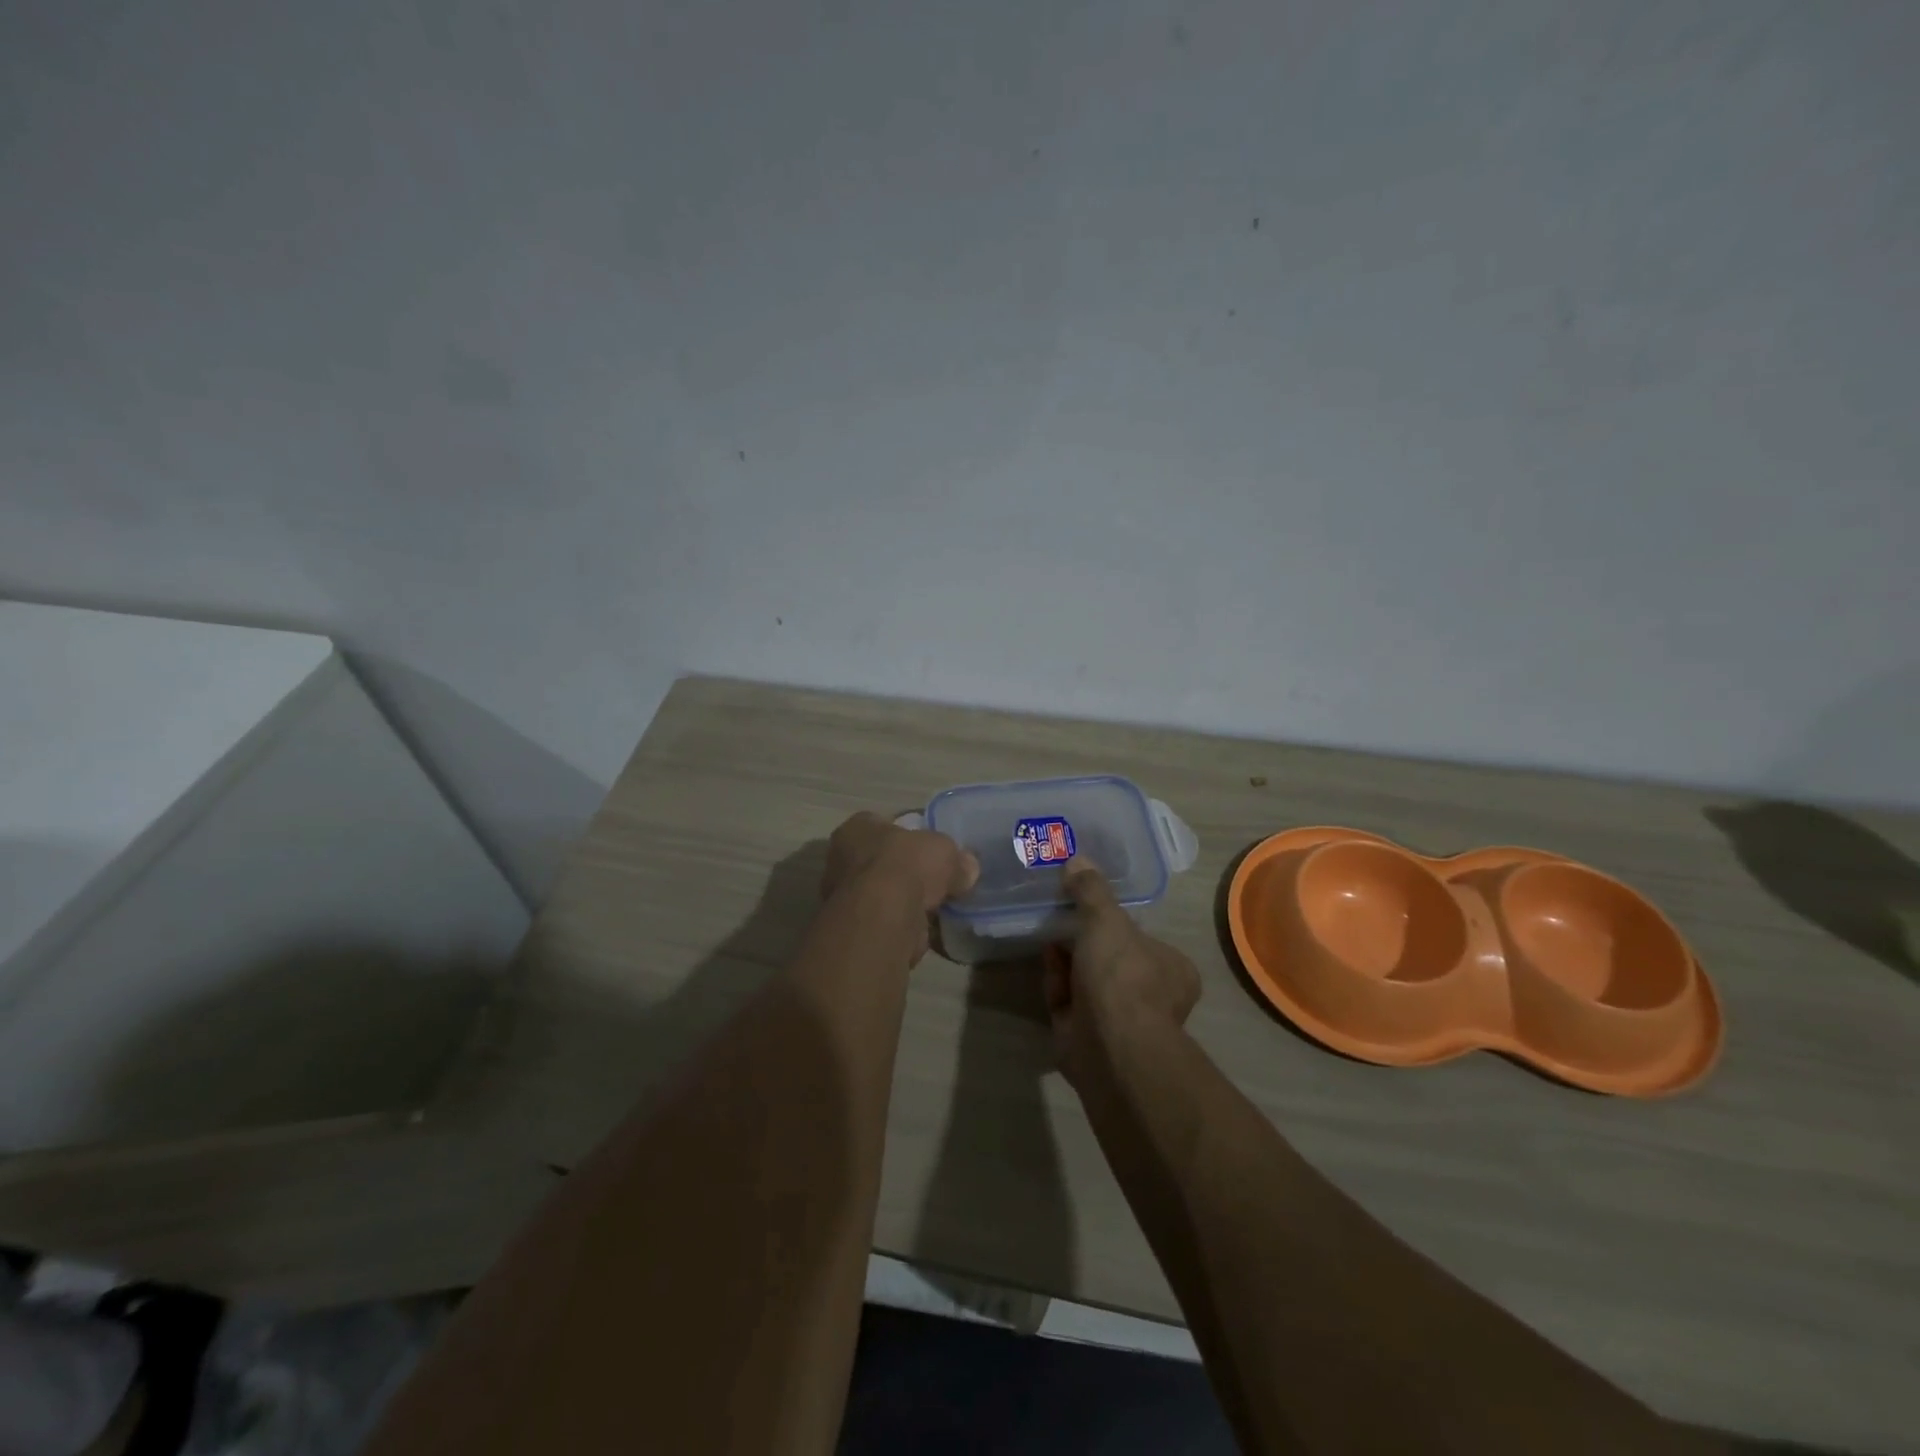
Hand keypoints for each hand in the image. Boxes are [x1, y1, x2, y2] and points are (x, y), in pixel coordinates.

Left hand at [822, 811, 978, 915]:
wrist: (885, 916)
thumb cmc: (907, 865)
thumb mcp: (944, 850)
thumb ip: (956, 858)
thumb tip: (968, 869)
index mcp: (857, 828)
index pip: (883, 824)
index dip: (908, 834)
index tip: (929, 848)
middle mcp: (842, 859)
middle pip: (881, 861)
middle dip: (906, 871)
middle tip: (935, 880)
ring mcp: (844, 897)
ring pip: (883, 894)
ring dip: (905, 901)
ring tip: (936, 909)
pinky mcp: (855, 928)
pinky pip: (886, 921)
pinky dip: (905, 925)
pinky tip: (927, 930)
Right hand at [1044, 860, 1201, 1086]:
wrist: (1109, 1045)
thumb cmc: (1121, 975)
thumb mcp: (1107, 920)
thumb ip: (1091, 890)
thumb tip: (1078, 860)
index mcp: (1170, 969)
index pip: (1141, 939)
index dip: (1112, 923)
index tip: (1087, 907)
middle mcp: (1150, 996)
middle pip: (1108, 958)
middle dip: (1082, 941)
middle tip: (1059, 918)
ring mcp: (1118, 1020)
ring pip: (1085, 980)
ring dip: (1065, 960)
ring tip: (1047, 936)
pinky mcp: (1086, 1038)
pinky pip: (1067, 1002)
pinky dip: (1056, 984)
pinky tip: (1045, 966)